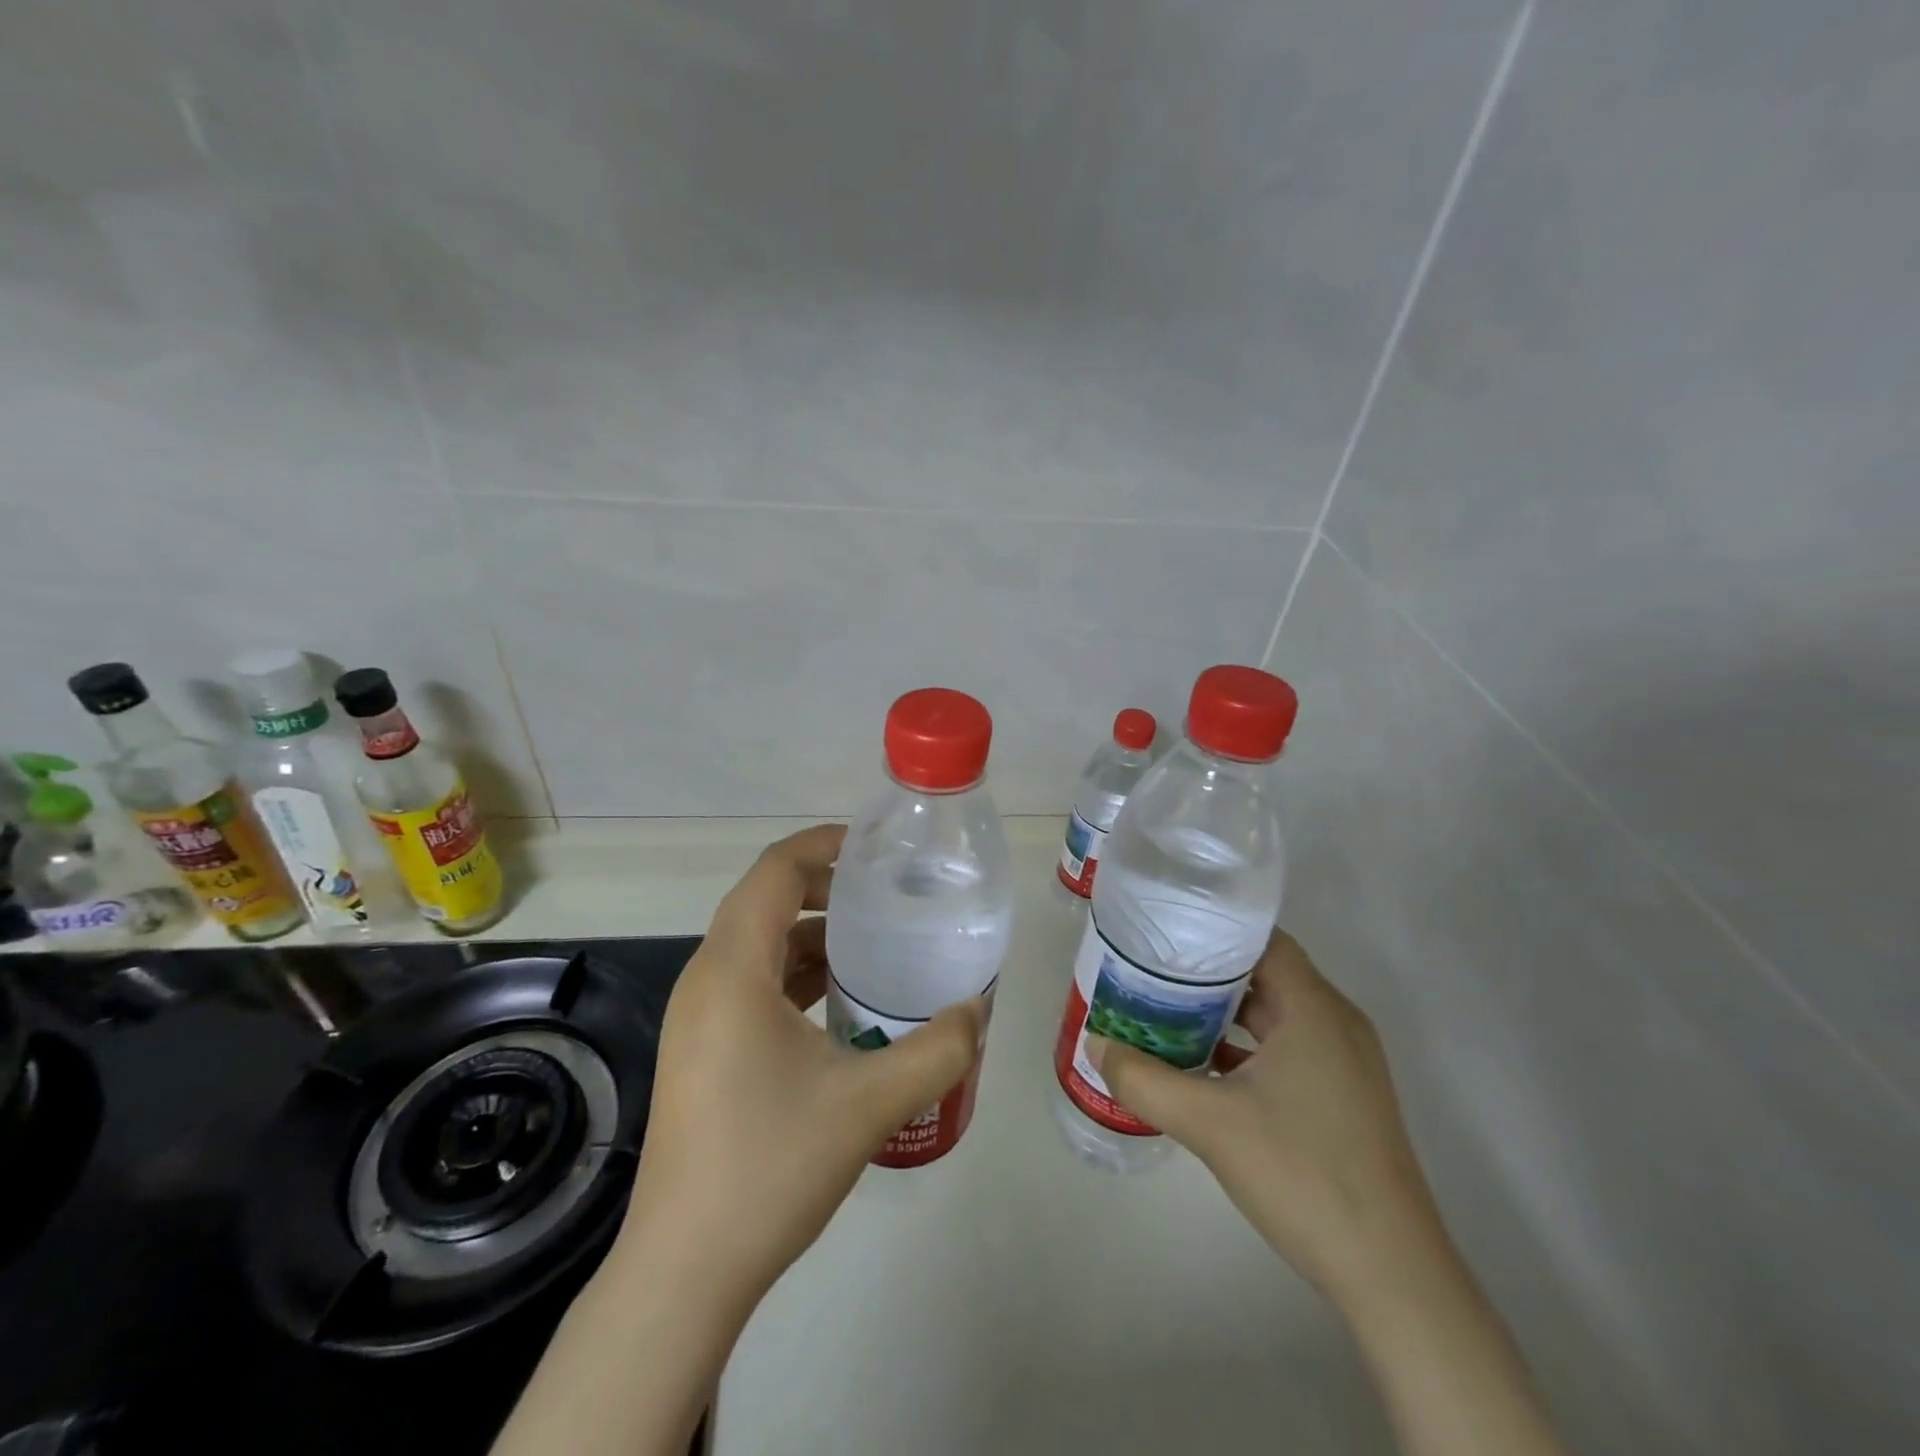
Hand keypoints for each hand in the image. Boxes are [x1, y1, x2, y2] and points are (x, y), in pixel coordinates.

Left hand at [616, 824, 986, 1304]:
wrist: (684, 1271)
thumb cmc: (769, 1167)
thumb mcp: (869, 1103)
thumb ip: (938, 1049)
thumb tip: (978, 1011)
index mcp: (732, 970)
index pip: (775, 872)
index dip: (823, 844)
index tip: (874, 848)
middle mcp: (705, 981)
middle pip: (764, 901)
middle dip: (823, 886)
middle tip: (883, 894)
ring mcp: (696, 1019)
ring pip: (757, 945)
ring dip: (810, 934)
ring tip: (871, 945)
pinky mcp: (700, 1051)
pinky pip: (750, 984)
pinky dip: (794, 974)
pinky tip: (838, 1004)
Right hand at [1088, 929, 1441, 1305]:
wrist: (1391, 1275)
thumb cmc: (1302, 1173)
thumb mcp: (1209, 1123)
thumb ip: (1144, 1079)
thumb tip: (1094, 1043)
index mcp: (1314, 1009)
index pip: (1261, 940)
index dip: (1212, 930)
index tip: (1163, 934)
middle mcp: (1336, 1023)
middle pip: (1264, 975)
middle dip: (1207, 973)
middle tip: (1151, 973)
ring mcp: (1345, 1063)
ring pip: (1274, 1016)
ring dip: (1223, 1014)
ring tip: (1165, 1013)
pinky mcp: (1343, 1098)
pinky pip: (1287, 1050)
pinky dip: (1246, 1048)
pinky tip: (1203, 1068)